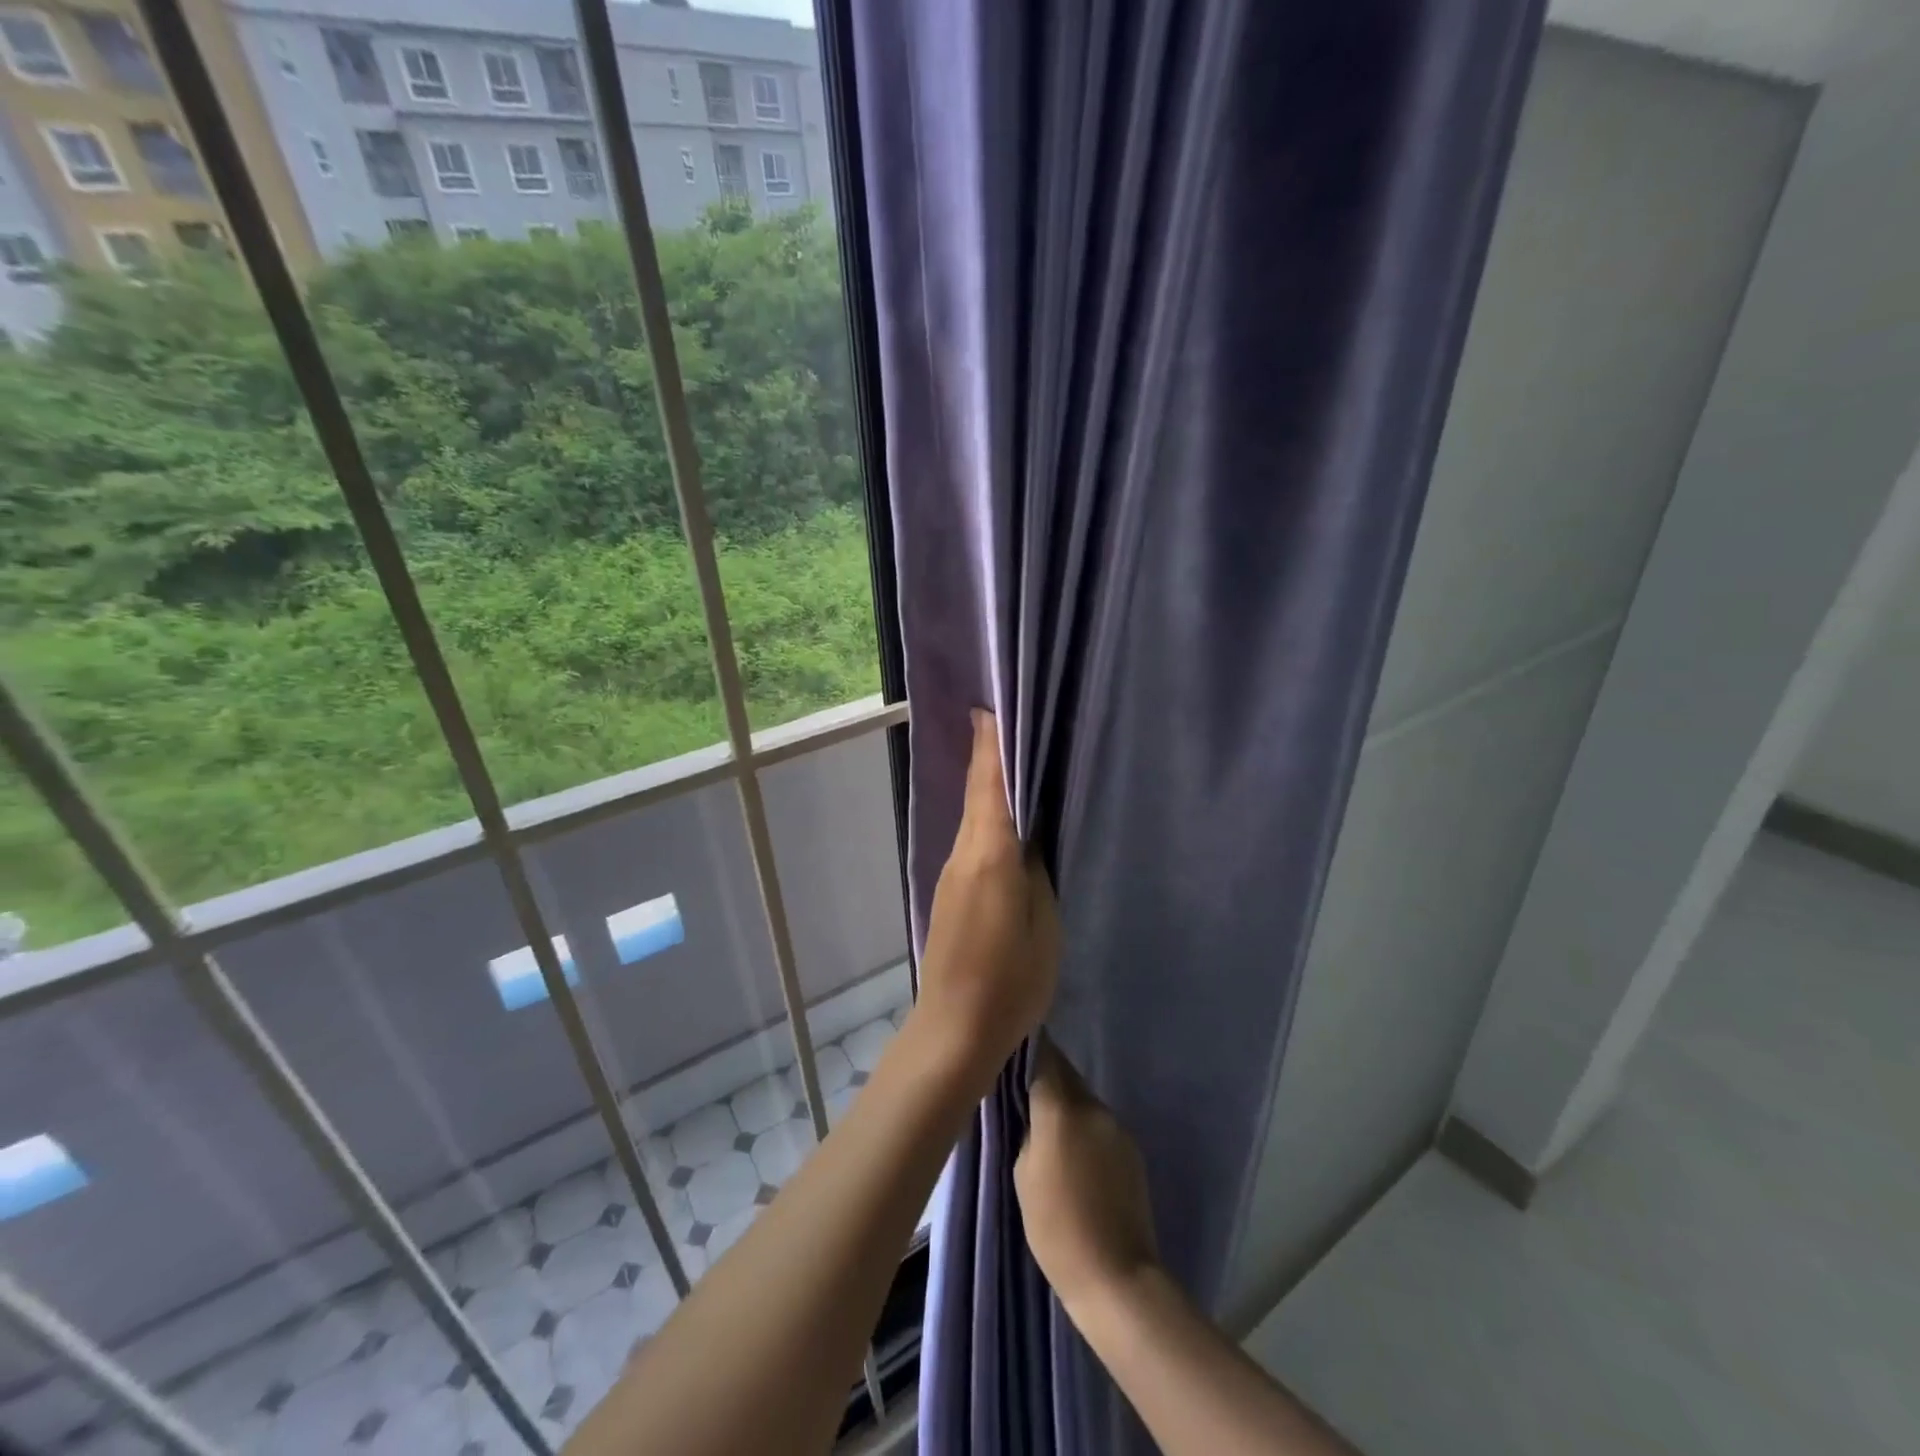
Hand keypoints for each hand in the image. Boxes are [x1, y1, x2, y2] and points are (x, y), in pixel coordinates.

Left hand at [910, 709, 1059, 1097]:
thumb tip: (1029, 837)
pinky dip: (986, 819)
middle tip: (1007, 723)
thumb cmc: (1011, 981)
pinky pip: (972, 842)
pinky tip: (1005, 822)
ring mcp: (952, 875)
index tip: (988, 710)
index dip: (989, 748)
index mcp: (989, 856)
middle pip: (978, 796)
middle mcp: (963, 855)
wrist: (954, 1030)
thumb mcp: (1044, 926)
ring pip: (973, 818)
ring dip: (988, 787)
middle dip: (989, 758)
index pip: (989, 788)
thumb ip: (1036, 873)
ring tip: (1014, 763)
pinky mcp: (951, 894)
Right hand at [1016, 1038, 1159, 1313]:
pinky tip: (1072, 1154)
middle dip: (1045, 1075)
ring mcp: (1117, 1127)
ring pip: (1083, 1099)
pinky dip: (1082, 1127)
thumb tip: (1031, 1111)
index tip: (1009, 1047)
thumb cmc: (1056, 1228)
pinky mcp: (1131, 1149)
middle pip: (1066, 1074)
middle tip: (1019, 1088)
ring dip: (1064, 1103)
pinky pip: (1099, 1124)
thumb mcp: (1022, 1173)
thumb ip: (1027, 1129)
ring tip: (1044, 1126)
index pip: (1044, 1057)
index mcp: (1063, 1108)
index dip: (1027, 1049)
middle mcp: (1094, 1107)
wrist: (1118, 1278)